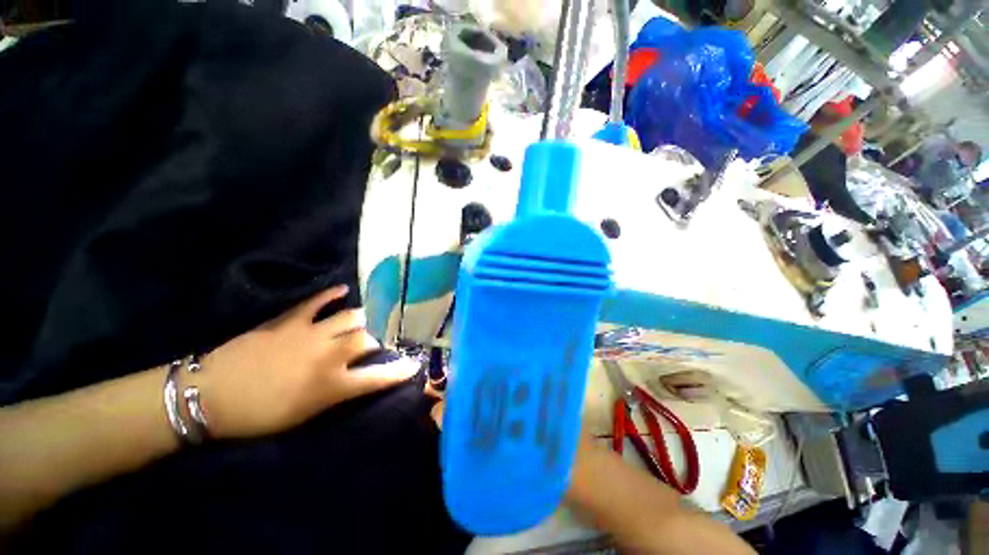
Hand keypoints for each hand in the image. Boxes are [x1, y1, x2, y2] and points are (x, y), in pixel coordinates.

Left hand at [192, 285, 418, 438]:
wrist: (209, 396)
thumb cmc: (258, 415)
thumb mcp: (303, 415)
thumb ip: (337, 394)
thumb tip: (360, 380)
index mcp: (330, 385)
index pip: (377, 377)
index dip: (399, 372)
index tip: (413, 366)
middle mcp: (327, 356)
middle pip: (367, 339)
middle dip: (379, 340)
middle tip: (380, 342)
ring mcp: (309, 334)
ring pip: (350, 318)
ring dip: (363, 319)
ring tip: (368, 320)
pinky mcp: (289, 321)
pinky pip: (316, 302)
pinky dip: (332, 294)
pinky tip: (343, 289)